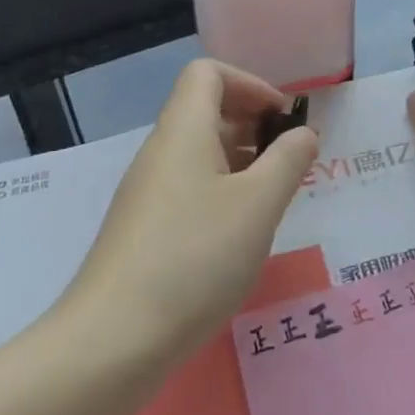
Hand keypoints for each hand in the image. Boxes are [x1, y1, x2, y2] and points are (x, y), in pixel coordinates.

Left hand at [64, 59, 317, 364]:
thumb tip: (303, 133)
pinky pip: (188, 187)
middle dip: (252, 125)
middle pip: (205, 110)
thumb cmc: (194, 258)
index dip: (249, 84)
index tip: (281, 119)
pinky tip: (238, 237)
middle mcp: (161, 150)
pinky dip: (220, 193)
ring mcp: (147, 191)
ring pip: (199, 153)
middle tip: (287, 162)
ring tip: (271, 200)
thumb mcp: (258, 206)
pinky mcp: (142, 229)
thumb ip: (288, 161)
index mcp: (184, 129)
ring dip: (239, 162)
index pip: (208, 72)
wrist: (111, 342)